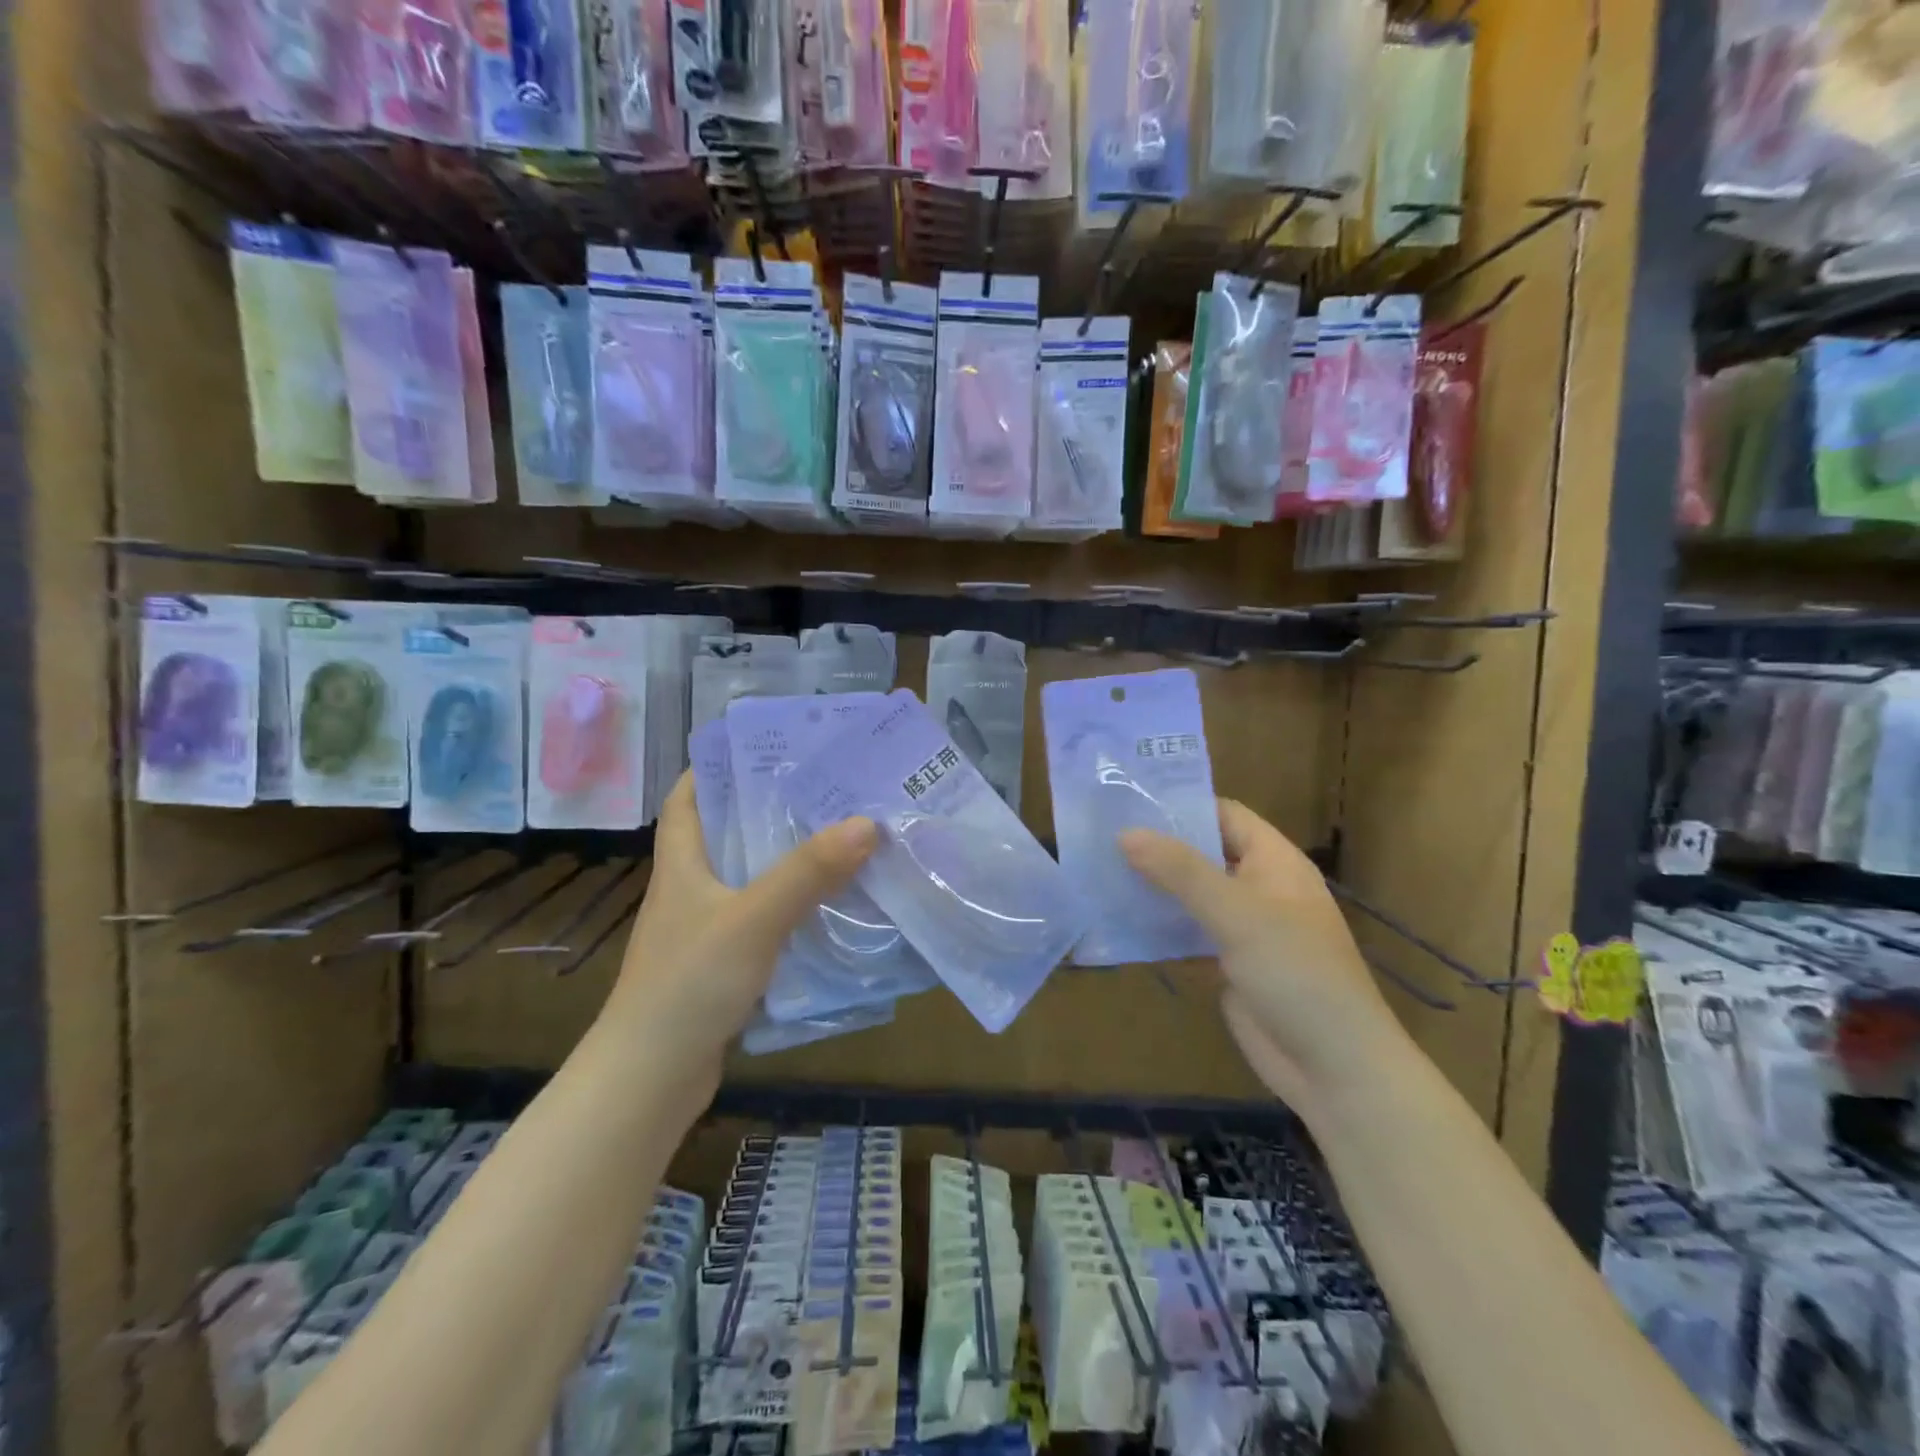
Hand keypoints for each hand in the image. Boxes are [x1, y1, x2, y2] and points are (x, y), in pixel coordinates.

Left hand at [603, 774, 878, 1094]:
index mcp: (681, 864)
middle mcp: (689, 890)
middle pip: (725, 834)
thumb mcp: (754, 919)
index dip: (713, 767)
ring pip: (747, 880)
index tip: (763, 750)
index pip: (685, 798)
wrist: (652, 1078)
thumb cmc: (690, 983)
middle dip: (768, 810)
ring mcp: (703, 930)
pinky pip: (761, 921)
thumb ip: (807, 873)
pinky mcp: (720, 966)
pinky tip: (828, 909)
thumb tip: (865, 823)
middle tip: (824, 791)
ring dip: (786, 862)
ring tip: (838, 840)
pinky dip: (790, 909)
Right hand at [1122, 799, 1411, 1112]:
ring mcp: (1243, 928)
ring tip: (1098, 871)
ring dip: (1152, 887)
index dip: (1181, 805)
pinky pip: (1187, 934)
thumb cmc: (1295, 973)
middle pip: (1202, 854)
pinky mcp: (1228, 964)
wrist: (1333, 1067)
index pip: (1224, 815)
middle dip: (1157, 847)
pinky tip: (1117, 921)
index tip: (1127, 801)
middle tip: (1099, 836)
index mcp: (1275, 862)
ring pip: (1191, 896)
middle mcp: (1259, 887)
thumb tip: (1125, 833)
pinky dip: (1158, 927)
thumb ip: (1180, 871)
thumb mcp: (1237, 913)